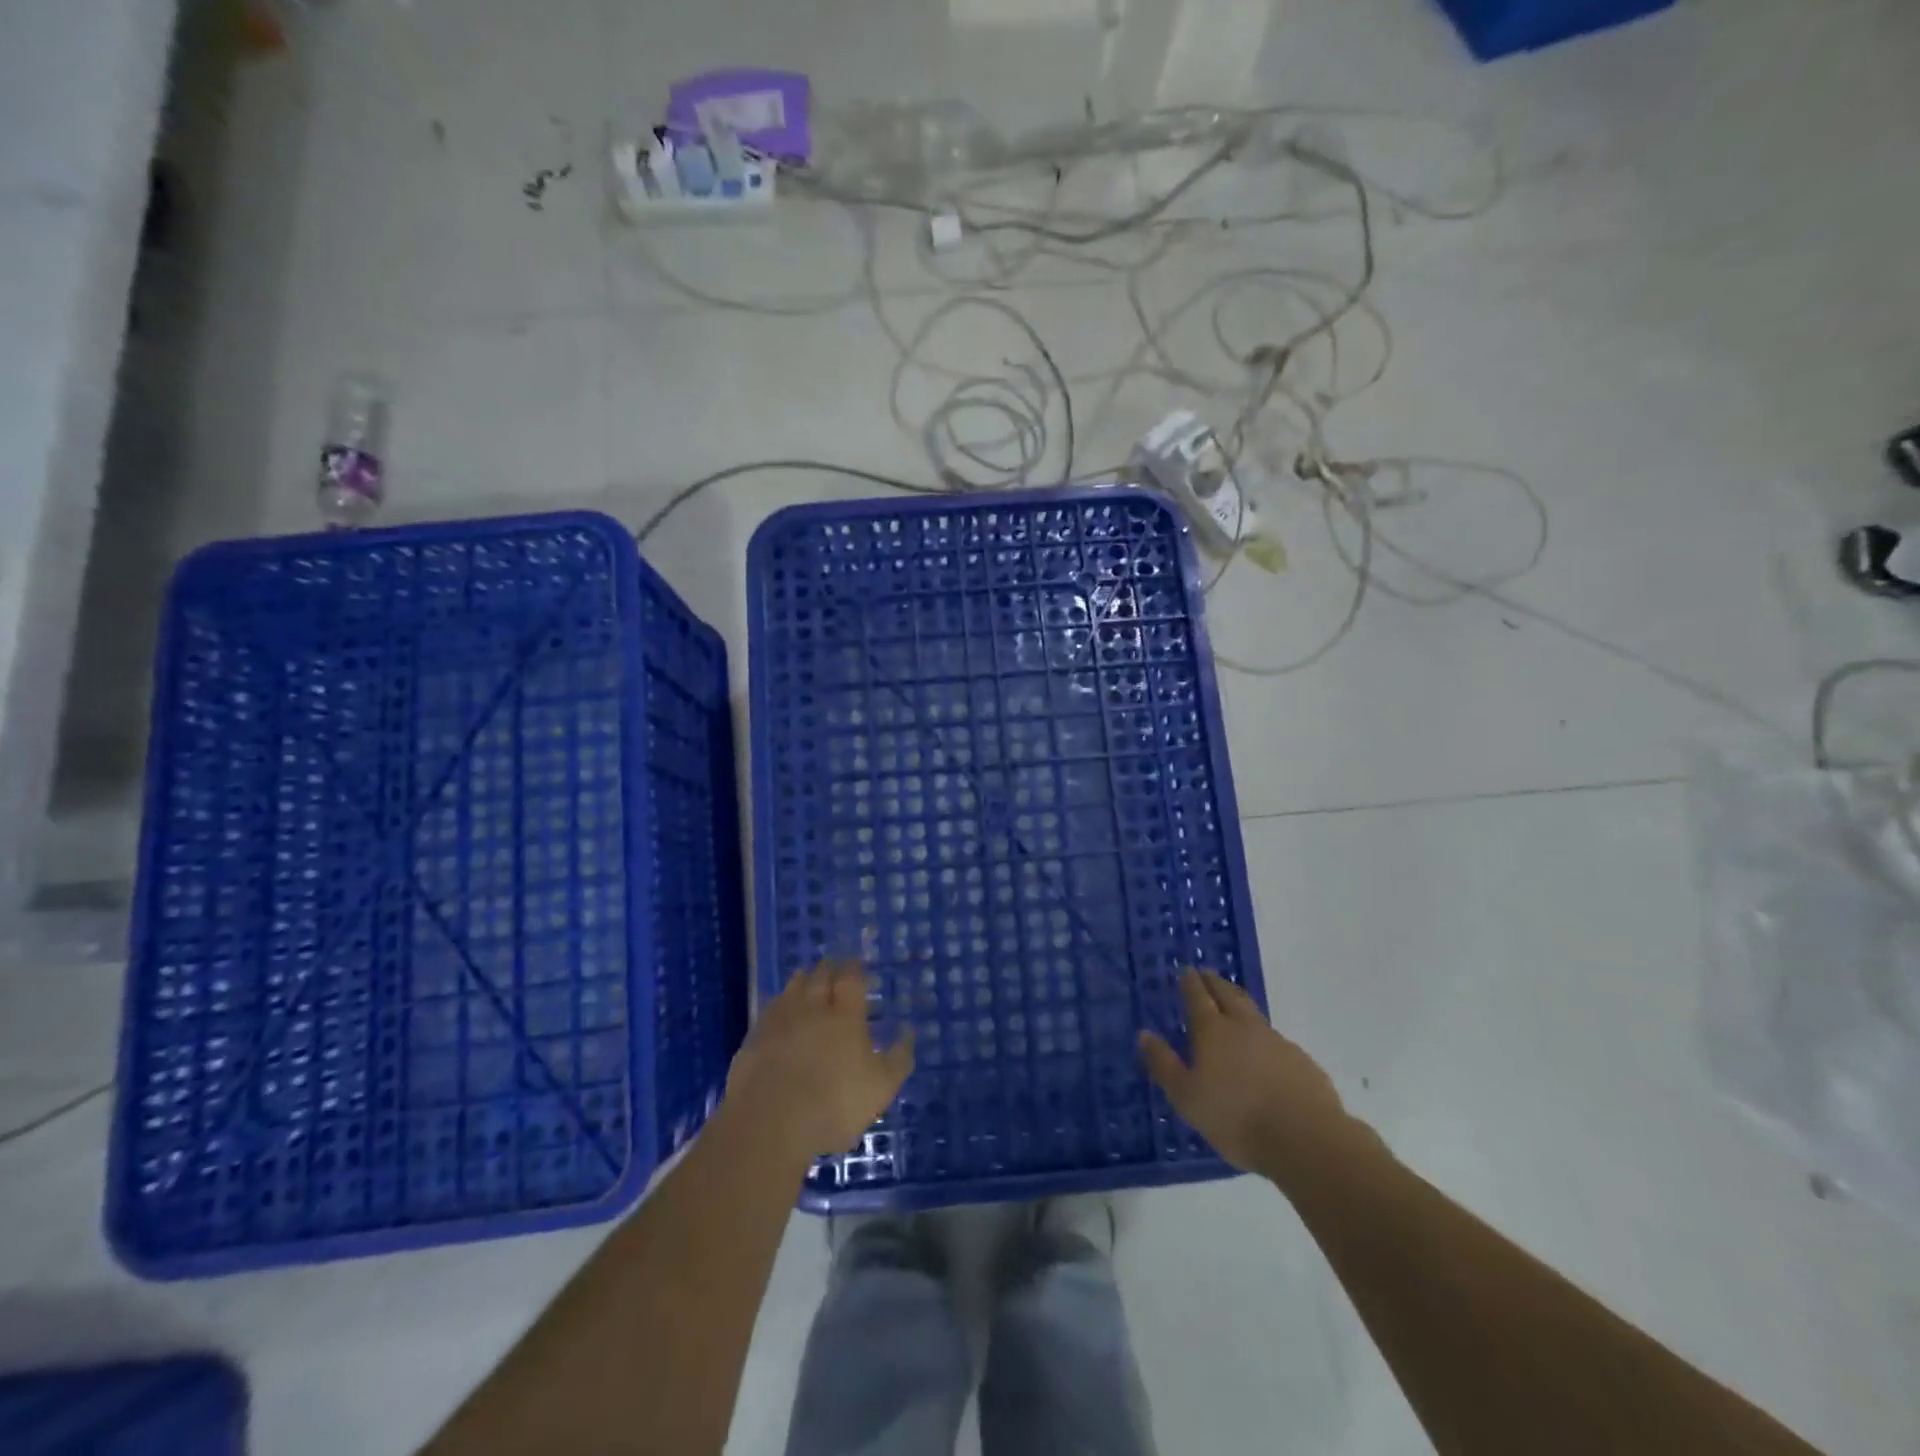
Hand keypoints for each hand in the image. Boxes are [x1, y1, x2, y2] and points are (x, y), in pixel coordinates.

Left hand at [726, 960, 914, 1161]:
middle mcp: (812, 1007)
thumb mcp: (881, 1088)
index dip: (854, 969)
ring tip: (806, 980)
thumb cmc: (834, 1103)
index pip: (851, 978)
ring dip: (801, 981)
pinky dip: (777, 1006)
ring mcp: (779, 1021)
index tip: (857, 964)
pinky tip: (778, 1012)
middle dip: (828, 969)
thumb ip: (898, 1058)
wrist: (770, 1122)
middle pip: (819, 976)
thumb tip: (908, 1032)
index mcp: (845, 1014)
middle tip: (833, 967)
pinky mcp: (753, 1039)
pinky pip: (769, 1011)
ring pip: (791, 988)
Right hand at [1139, 968, 1364, 1181]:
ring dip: (1240, 1005)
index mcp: (1213, 1031)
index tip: (1186, 970)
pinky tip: (1264, 1054)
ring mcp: (1277, 1042)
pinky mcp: (1302, 1062)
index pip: (1197, 996)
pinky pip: (1276, 1041)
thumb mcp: (1186, 1097)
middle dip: (1215, 982)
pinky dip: (1263, 1039)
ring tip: (1233, 1007)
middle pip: (1228, 995)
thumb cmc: (1235, 1118)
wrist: (1305, 1139)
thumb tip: (1144, 1034)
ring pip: (1254, 1014)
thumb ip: (1164, 1064)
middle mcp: (1244, 1027)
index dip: (1190, 982)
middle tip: (1206, 975)